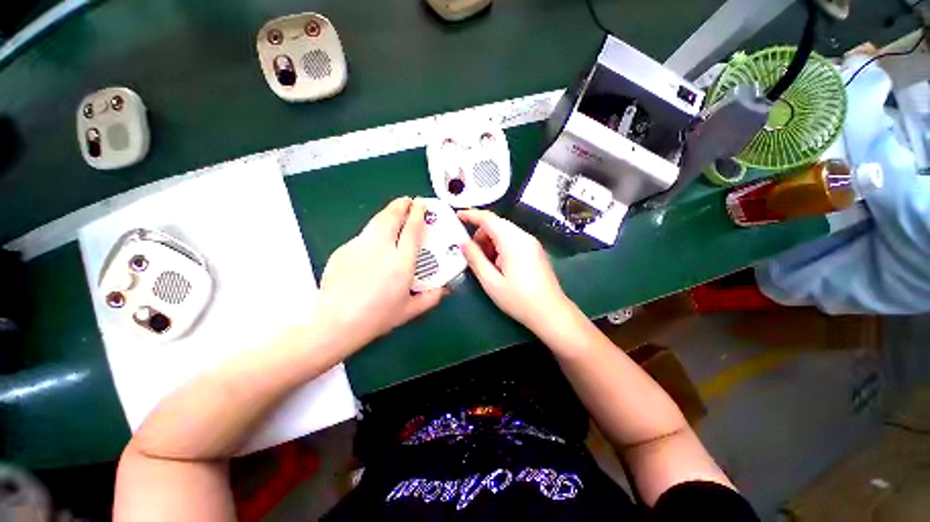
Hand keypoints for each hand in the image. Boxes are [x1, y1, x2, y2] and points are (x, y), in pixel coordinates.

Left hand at [316, 198, 444, 349]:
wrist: (336, 323)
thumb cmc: (377, 318)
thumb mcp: (409, 310)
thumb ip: (431, 298)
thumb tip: (445, 290)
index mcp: (401, 263)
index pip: (412, 230)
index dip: (418, 213)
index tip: (422, 204)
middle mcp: (381, 249)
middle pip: (391, 217)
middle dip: (401, 205)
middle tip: (408, 201)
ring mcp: (359, 247)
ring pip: (375, 221)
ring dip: (387, 213)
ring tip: (394, 212)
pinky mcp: (343, 250)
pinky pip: (363, 236)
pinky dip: (373, 232)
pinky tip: (375, 243)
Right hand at [458, 209, 574, 332]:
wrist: (551, 313)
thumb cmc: (519, 300)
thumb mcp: (491, 282)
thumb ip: (475, 259)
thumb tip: (462, 243)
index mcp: (513, 242)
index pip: (489, 219)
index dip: (471, 214)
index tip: (456, 216)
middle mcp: (524, 237)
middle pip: (497, 224)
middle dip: (480, 234)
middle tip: (471, 254)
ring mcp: (532, 243)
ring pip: (504, 232)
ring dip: (490, 241)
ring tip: (485, 263)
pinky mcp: (535, 250)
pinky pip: (513, 240)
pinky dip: (500, 246)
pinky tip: (498, 264)